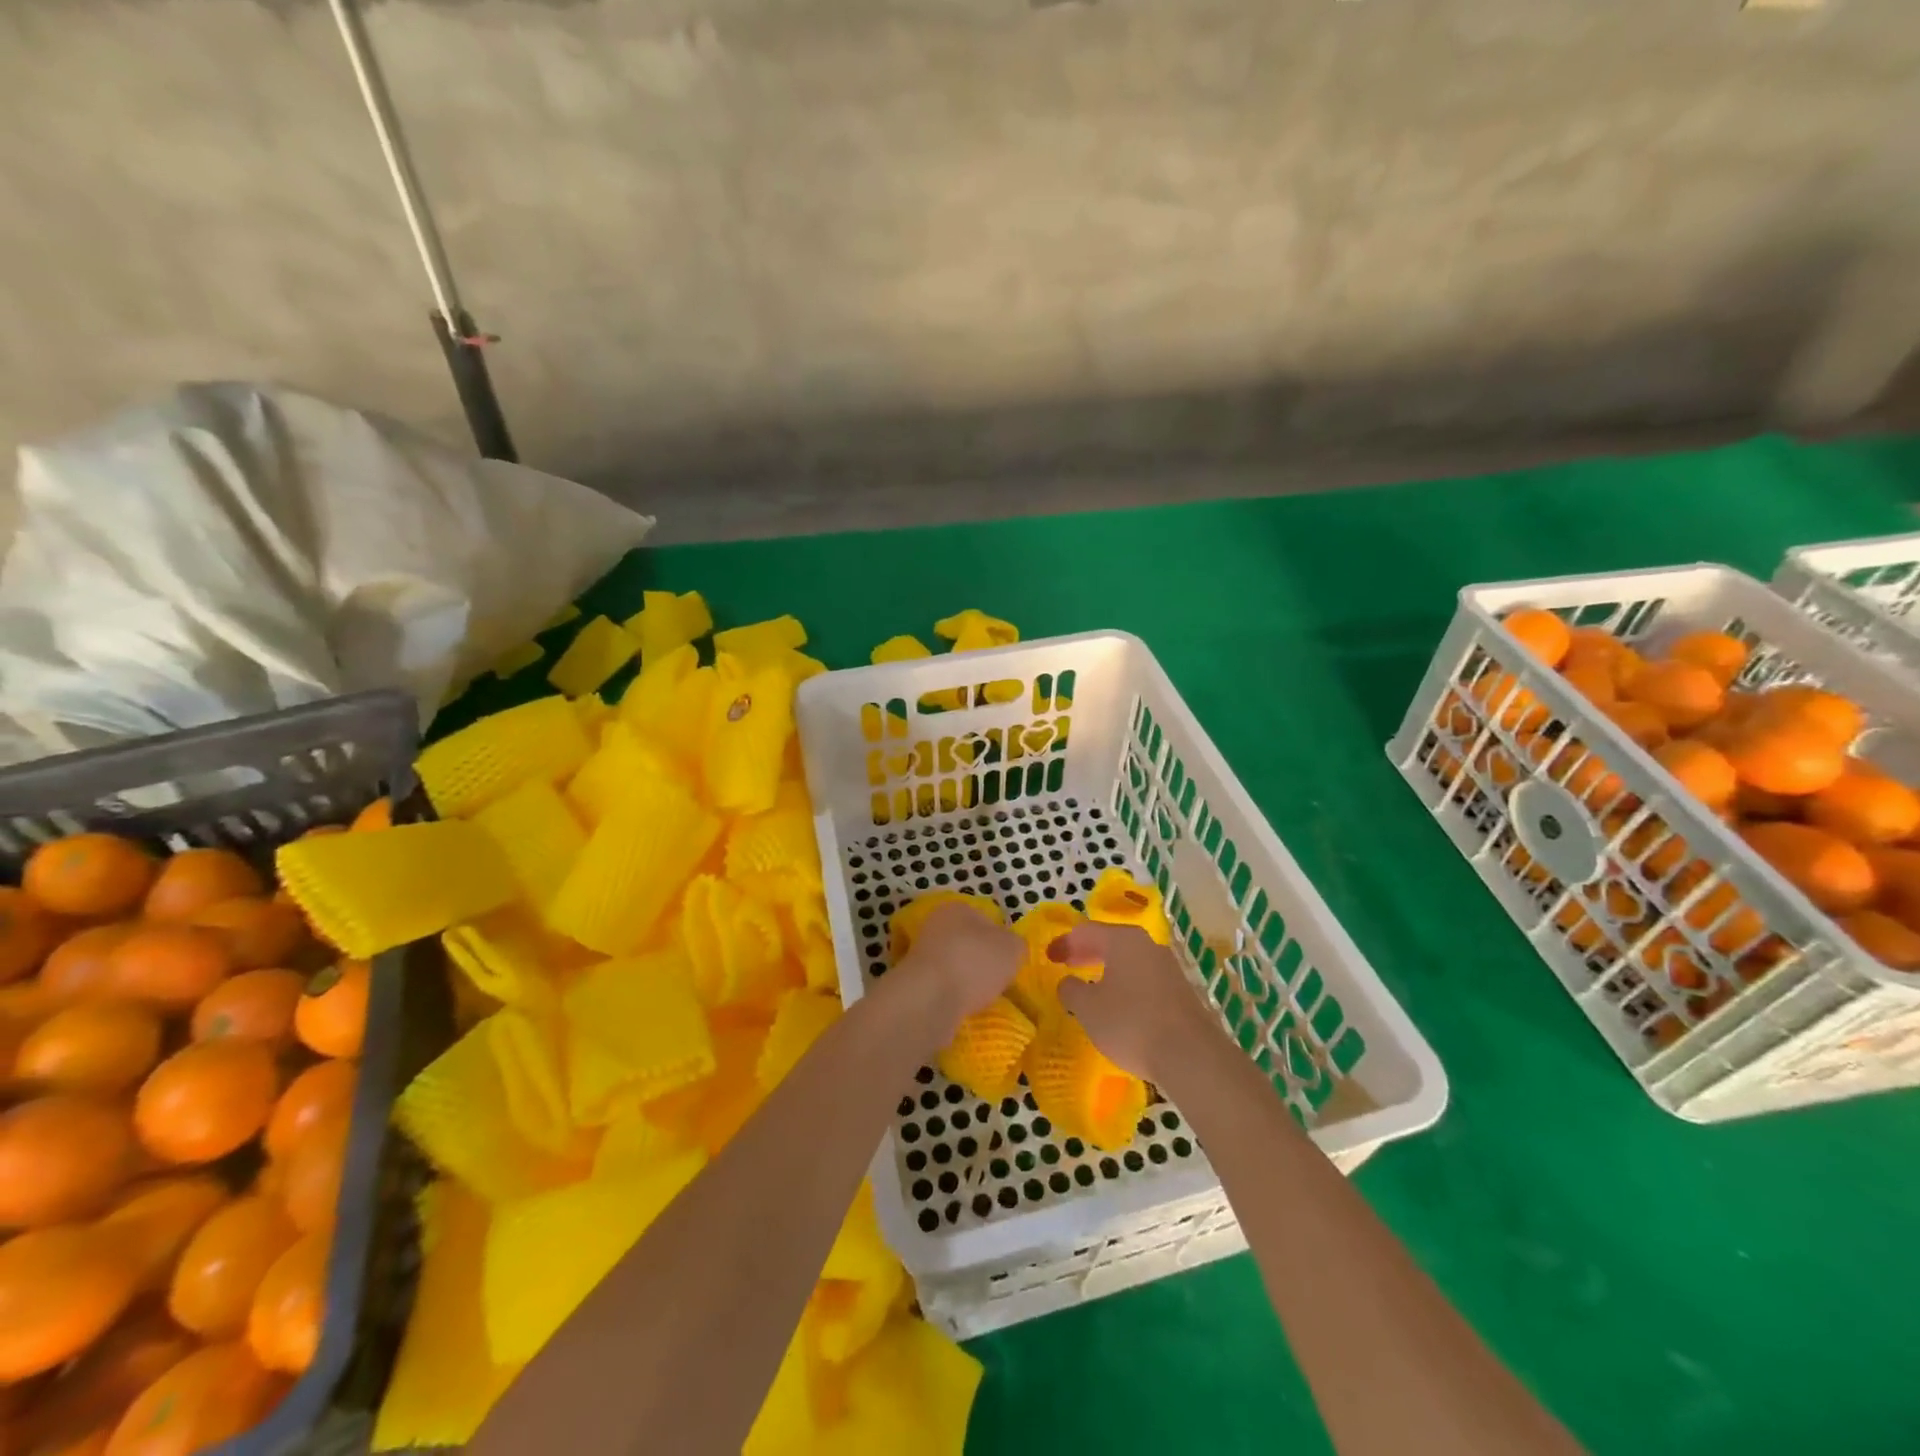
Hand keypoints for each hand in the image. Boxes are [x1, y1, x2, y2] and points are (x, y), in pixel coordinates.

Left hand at [892, 901, 1023, 1043]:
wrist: (930, 997)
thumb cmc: (975, 962)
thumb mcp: (1013, 949)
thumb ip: (1015, 944)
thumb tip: (1010, 948)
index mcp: (959, 908)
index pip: (986, 920)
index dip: (1000, 941)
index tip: (1007, 963)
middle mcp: (936, 923)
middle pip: (967, 942)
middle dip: (980, 960)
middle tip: (995, 981)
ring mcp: (921, 951)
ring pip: (952, 964)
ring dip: (964, 978)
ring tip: (978, 998)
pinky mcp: (913, 979)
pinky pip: (940, 985)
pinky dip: (950, 994)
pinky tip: (960, 1006)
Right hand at [1051, 922, 1220, 1084]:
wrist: (1191, 1056)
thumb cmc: (1130, 1023)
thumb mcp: (1088, 1008)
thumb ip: (1071, 990)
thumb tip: (1068, 982)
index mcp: (1123, 940)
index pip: (1086, 931)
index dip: (1064, 942)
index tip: (1048, 957)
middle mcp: (1148, 945)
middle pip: (1111, 941)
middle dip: (1086, 952)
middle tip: (1067, 965)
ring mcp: (1169, 968)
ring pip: (1129, 960)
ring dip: (1107, 969)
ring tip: (1091, 986)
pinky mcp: (1181, 992)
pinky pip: (1144, 979)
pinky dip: (1125, 984)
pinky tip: (1119, 1005)